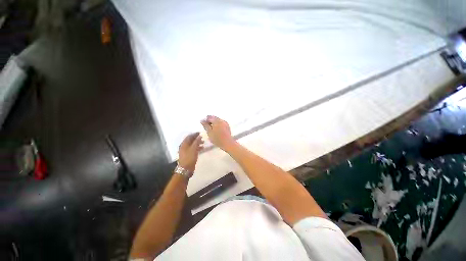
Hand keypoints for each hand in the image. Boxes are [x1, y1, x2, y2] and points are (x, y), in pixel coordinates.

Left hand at [178, 133, 203, 171]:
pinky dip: (198, 147)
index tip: (200, 133)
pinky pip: (193, 149)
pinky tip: (202, 148)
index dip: (194, 134)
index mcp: (184, 144)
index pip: (189, 136)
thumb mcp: (193, 149)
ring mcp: (186, 151)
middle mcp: (184, 146)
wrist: (186, 169)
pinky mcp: (189, 155)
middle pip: (191, 140)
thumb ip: (197, 142)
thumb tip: (200, 136)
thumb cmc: (189, 158)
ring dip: (198, 143)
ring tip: (203, 142)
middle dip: (196, 138)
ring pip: (192, 145)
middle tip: (203, 137)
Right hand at [201, 115, 235, 150]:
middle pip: (214, 118)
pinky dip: (218, 125)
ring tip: (211, 129)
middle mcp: (221, 120)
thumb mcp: (209, 132)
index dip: (205, 120)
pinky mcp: (228, 126)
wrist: (227, 143)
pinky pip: (221, 123)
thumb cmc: (217, 138)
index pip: (209, 117)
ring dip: (214, 123)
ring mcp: (225, 123)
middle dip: (210, 121)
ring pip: (218, 120)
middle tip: (207, 127)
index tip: (203, 124)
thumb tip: (202, 120)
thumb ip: (205, 125)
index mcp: (216, 120)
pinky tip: (216, 130)